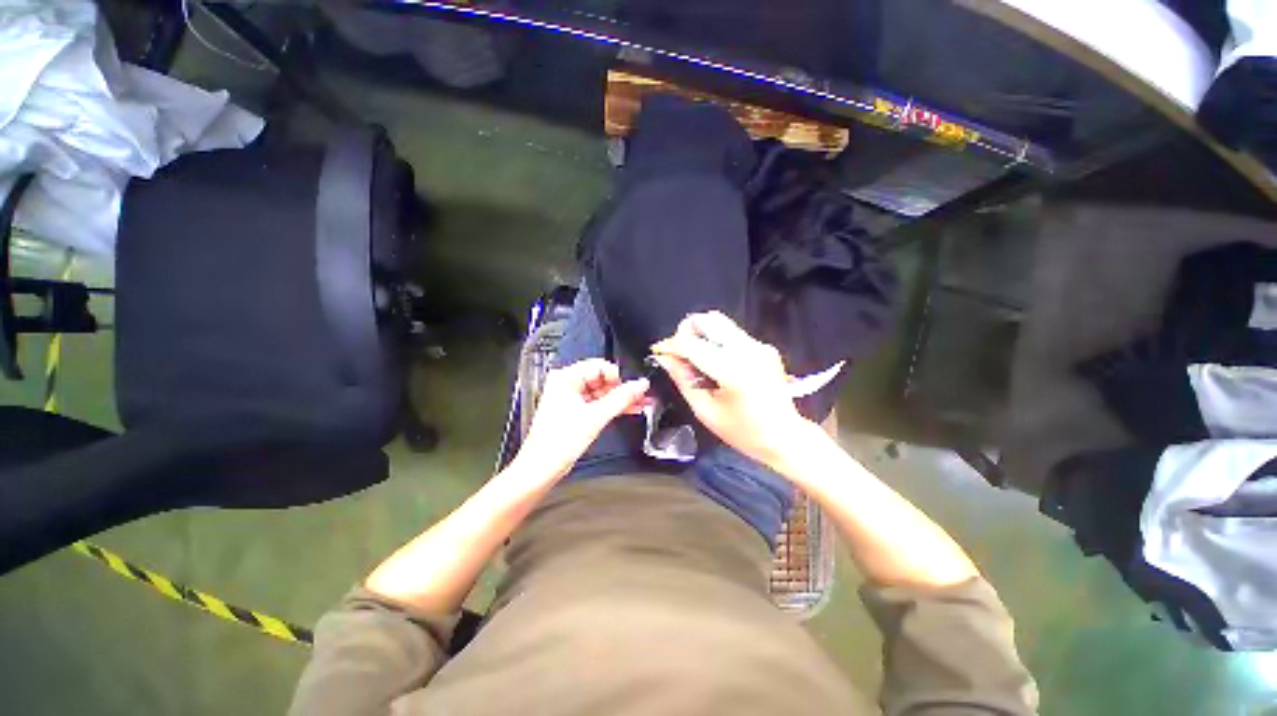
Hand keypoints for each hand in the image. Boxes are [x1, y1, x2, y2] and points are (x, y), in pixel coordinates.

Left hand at [513, 358, 648, 480]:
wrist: (542, 468)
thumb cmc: (557, 442)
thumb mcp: (596, 417)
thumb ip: (621, 398)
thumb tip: (640, 385)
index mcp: (565, 378)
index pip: (599, 366)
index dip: (618, 376)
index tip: (632, 387)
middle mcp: (566, 384)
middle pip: (601, 379)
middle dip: (622, 388)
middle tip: (641, 395)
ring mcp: (570, 399)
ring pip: (601, 392)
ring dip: (620, 399)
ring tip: (641, 403)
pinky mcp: (574, 412)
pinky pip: (597, 403)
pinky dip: (612, 407)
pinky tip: (629, 409)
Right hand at [651, 311, 812, 467]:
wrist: (786, 437)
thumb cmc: (743, 432)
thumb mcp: (706, 411)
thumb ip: (683, 380)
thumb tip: (665, 358)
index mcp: (732, 371)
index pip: (692, 344)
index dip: (670, 345)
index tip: (658, 352)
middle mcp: (747, 350)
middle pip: (709, 319)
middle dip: (687, 331)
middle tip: (679, 351)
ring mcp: (759, 346)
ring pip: (721, 323)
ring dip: (702, 334)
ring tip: (695, 358)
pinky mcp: (765, 347)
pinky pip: (733, 334)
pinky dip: (717, 341)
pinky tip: (715, 363)